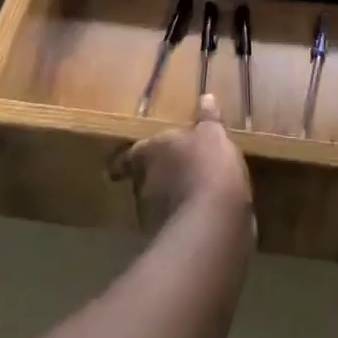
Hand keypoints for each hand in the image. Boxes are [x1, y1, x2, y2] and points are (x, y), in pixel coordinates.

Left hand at [111, 94, 253, 236]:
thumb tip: (206, 97)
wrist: (214, 222)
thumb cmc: (207, 166)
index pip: (127, 156)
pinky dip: (183, 220)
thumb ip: (208, 118)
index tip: (124, 163)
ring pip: (156, 204)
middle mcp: (143, 184)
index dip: (127, 159)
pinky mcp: (168, 241)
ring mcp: (152, 216)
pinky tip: (200, 217)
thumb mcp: (213, 134)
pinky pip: (174, 224)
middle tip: (172, 172)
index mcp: (148, 152)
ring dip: (169, 200)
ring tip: (189, 195)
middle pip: (142, 178)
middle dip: (156, 177)